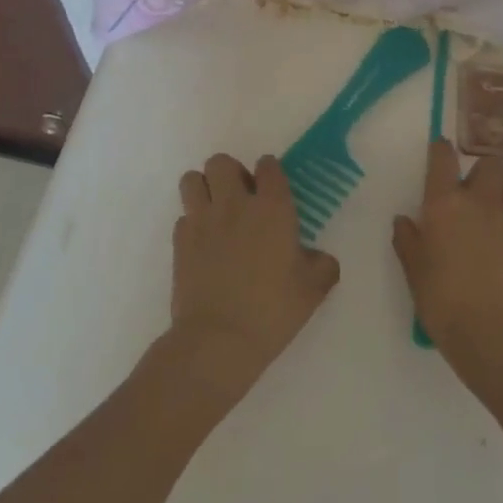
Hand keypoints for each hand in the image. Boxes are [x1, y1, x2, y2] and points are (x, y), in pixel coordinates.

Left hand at [170, 154, 340, 405]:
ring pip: (192, 180)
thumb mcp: (312, 290)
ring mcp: (202, 220)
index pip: (268, 166)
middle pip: (221, 162)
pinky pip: (183, 216)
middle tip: (240, 198)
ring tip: (215, 212)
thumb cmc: (272, 310)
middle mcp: (235, 203)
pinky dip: (192, 223)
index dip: (270, 172)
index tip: (272, 187)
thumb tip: (322, 259)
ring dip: (203, 189)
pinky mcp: (179, 242)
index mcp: (272, 207)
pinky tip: (202, 244)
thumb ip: (322, 266)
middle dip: (230, 173)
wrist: (218, 341)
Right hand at [393, 140, 502, 379]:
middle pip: (491, 162)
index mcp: (445, 202)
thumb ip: (407, 239)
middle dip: (484, 171)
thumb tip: (404, 219)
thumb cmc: (442, 299)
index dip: (441, 150)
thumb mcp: (413, 270)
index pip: (444, 156)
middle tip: (475, 192)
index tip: (440, 152)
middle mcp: (481, 200)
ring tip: (499, 212)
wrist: (491, 333)